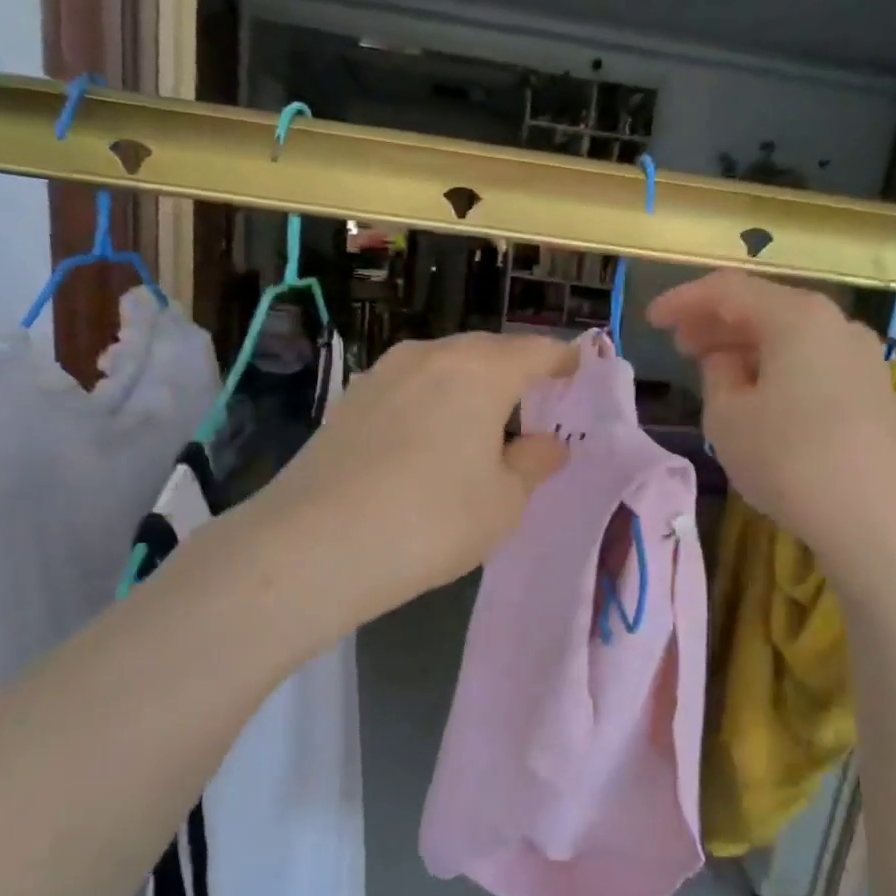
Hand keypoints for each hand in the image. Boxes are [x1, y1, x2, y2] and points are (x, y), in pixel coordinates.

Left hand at [255, 332, 576, 618]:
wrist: (318, 544)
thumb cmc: (434, 519)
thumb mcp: (504, 500)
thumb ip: (533, 463)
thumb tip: (548, 443)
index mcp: (479, 370)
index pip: (534, 351)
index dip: (561, 359)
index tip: (576, 369)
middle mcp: (429, 356)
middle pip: (485, 352)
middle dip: (513, 372)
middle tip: (532, 402)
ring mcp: (382, 375)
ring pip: (441, 368)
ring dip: (467, 387)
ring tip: (480, 423)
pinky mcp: (349, 402)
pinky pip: (407, 390)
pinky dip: (430, 404)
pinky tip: (427, 440)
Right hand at [647, 272, 895, 573]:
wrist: (877, 520)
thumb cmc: (789, 460)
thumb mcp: (728, 417)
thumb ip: (716, 375)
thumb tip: (728, 362)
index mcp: (797, 316)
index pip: (728, 290)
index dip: (683, 301)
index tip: (651, 320)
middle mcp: (836, 324)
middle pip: (764, 309)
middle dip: (716, 324)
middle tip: (679, 345)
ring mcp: (861, 358)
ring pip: (790, 338)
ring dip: (746, 348)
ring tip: (712, 372)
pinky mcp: (872, 392)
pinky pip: (812, 363)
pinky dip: (776, 368)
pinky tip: (758, 396)